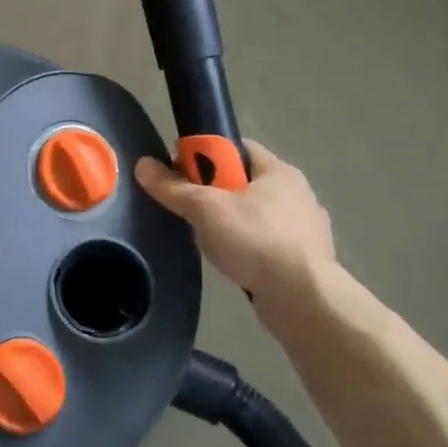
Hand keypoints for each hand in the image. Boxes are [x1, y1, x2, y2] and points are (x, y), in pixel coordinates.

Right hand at [134, 139, 335, 291]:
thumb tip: (142, 164)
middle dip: (214, 195)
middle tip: (191, 212)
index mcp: (278, 171)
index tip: (182, 174)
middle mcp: (297, 193)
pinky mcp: (305, 258)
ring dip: (231, 225)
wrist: (303, 298)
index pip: (237, 148)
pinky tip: (234, 263)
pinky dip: (248, 249)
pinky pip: (266, 244)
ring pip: (254, 215)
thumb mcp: (205, 209)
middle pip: (243, 182)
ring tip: (209, 243)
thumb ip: (173, 188)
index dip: (206, 155)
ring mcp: (305, 227)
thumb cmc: (255, 240)